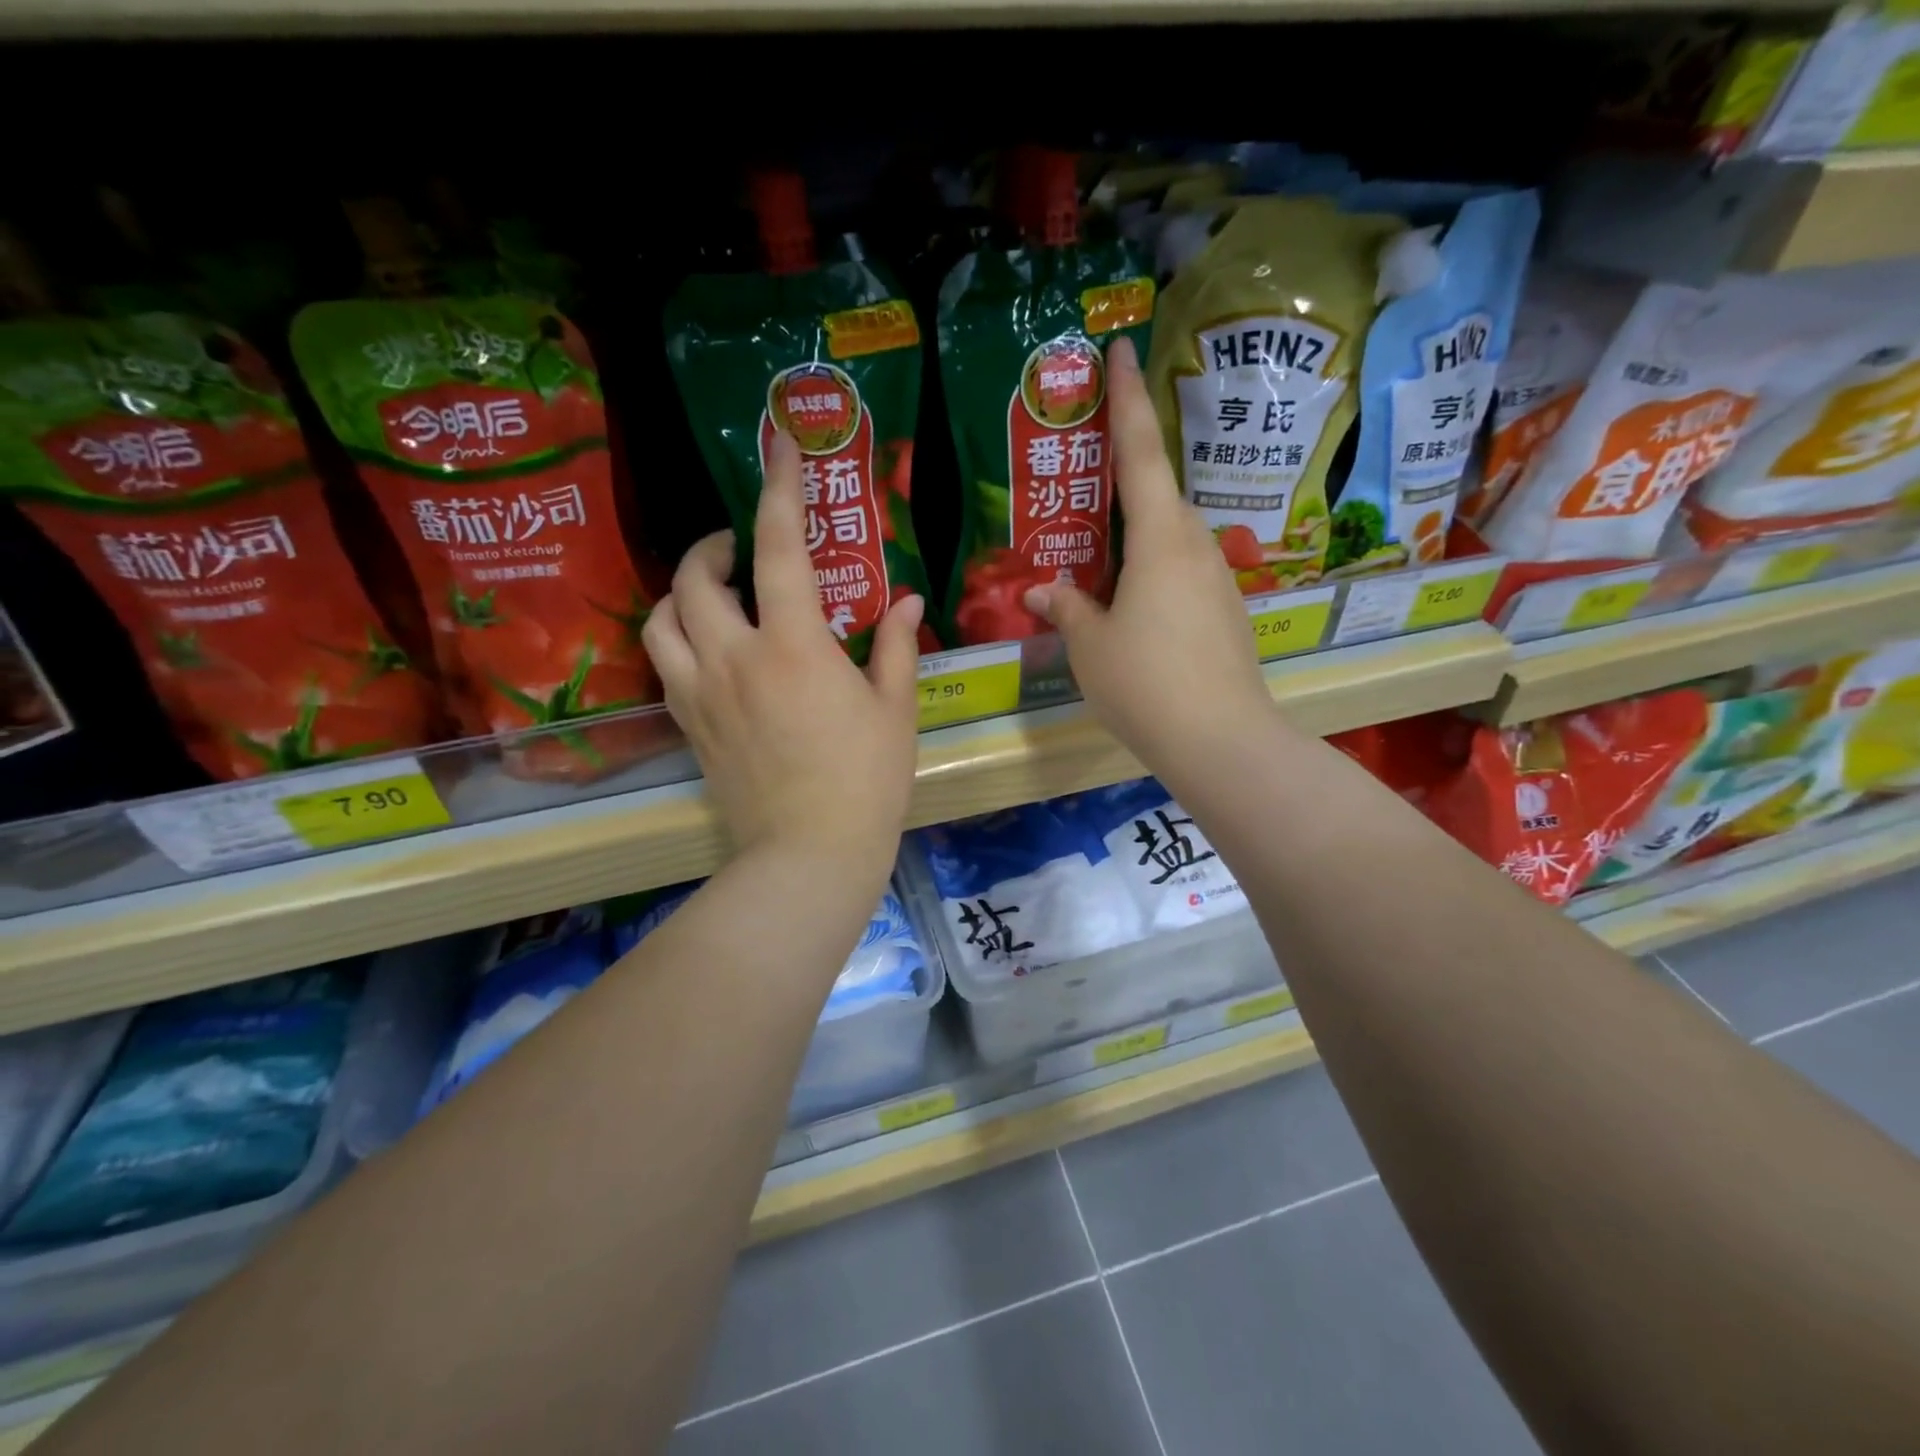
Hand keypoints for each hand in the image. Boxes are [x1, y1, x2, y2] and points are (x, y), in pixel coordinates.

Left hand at [642, 431, 922, 882]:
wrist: (809, 852)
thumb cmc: (866, 781)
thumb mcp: (894, 709)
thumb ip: (893, 645)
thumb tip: (906, 599)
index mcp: (794, 647)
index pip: (778, 549)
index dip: (779, 489)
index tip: (779, 446)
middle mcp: (734, 658)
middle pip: (696, 577)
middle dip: (714, 546)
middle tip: (742, 549)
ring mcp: (701, 693)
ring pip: (661, 618)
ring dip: (683, 592)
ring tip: (714, 595)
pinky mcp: (689, 726)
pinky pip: (665, 664)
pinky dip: (678, 638)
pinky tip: (709, 649)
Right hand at [1023, 335, 1274, 778]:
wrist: (1220, 740)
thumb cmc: (1145, 683)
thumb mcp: (1091, 646)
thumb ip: (1068, 610)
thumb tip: (1044, 591)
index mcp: (1160, 539)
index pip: (1141, 453)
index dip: (1127, 400)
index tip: (1123, 350)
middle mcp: (1197, 546)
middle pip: (1162, 497)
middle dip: (1130, 483)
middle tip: (1092, 486)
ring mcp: (1218, 580)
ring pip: (1174, 539)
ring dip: (1142, 538)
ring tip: (1105, 563)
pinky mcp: (1227, 613)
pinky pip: (1185, 574)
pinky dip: (1157, 574)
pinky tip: (1135, 609)